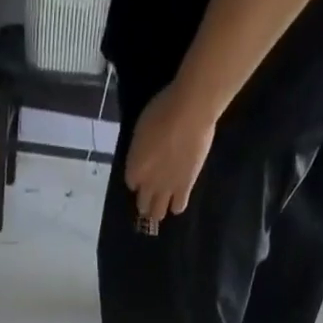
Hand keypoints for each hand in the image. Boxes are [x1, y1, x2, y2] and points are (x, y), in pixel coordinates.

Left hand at [124, 82, 217, 223]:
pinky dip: (177, 204)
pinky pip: (179, 207)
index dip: (137, 178)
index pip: (131, 183)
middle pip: (142, 204)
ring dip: (159, 209)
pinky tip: (179, 197)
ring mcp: (166, 189)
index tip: (142, 173)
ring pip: (158, 213)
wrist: (190, 111)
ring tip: (164, 202)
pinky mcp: (185, 188)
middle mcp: (147, 184)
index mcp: (134, 168)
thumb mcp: (141, 127)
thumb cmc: (163, 109)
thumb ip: (140, 149)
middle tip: (152, 195)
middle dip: (145, 201)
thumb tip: (144, 156)